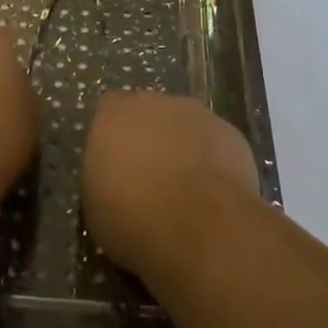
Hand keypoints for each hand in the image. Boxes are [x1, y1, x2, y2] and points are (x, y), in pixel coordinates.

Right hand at [82, 92, 259, 279]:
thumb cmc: (134, 217)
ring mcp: (197, 114)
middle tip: (150, 181)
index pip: (109, 111)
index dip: (114, 138)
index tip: (116, 168)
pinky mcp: (231, 133)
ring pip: (185, 126)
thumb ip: (104, 176)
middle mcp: (155, 102)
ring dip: (183, 149)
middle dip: (150, 139)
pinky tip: (213, 197)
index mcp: (115, 113)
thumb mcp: (96, 206)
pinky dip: (213, 164)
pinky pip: (215, 145)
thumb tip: (115, 177)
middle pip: (150, 113)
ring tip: (186, 193)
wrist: (199, 226)